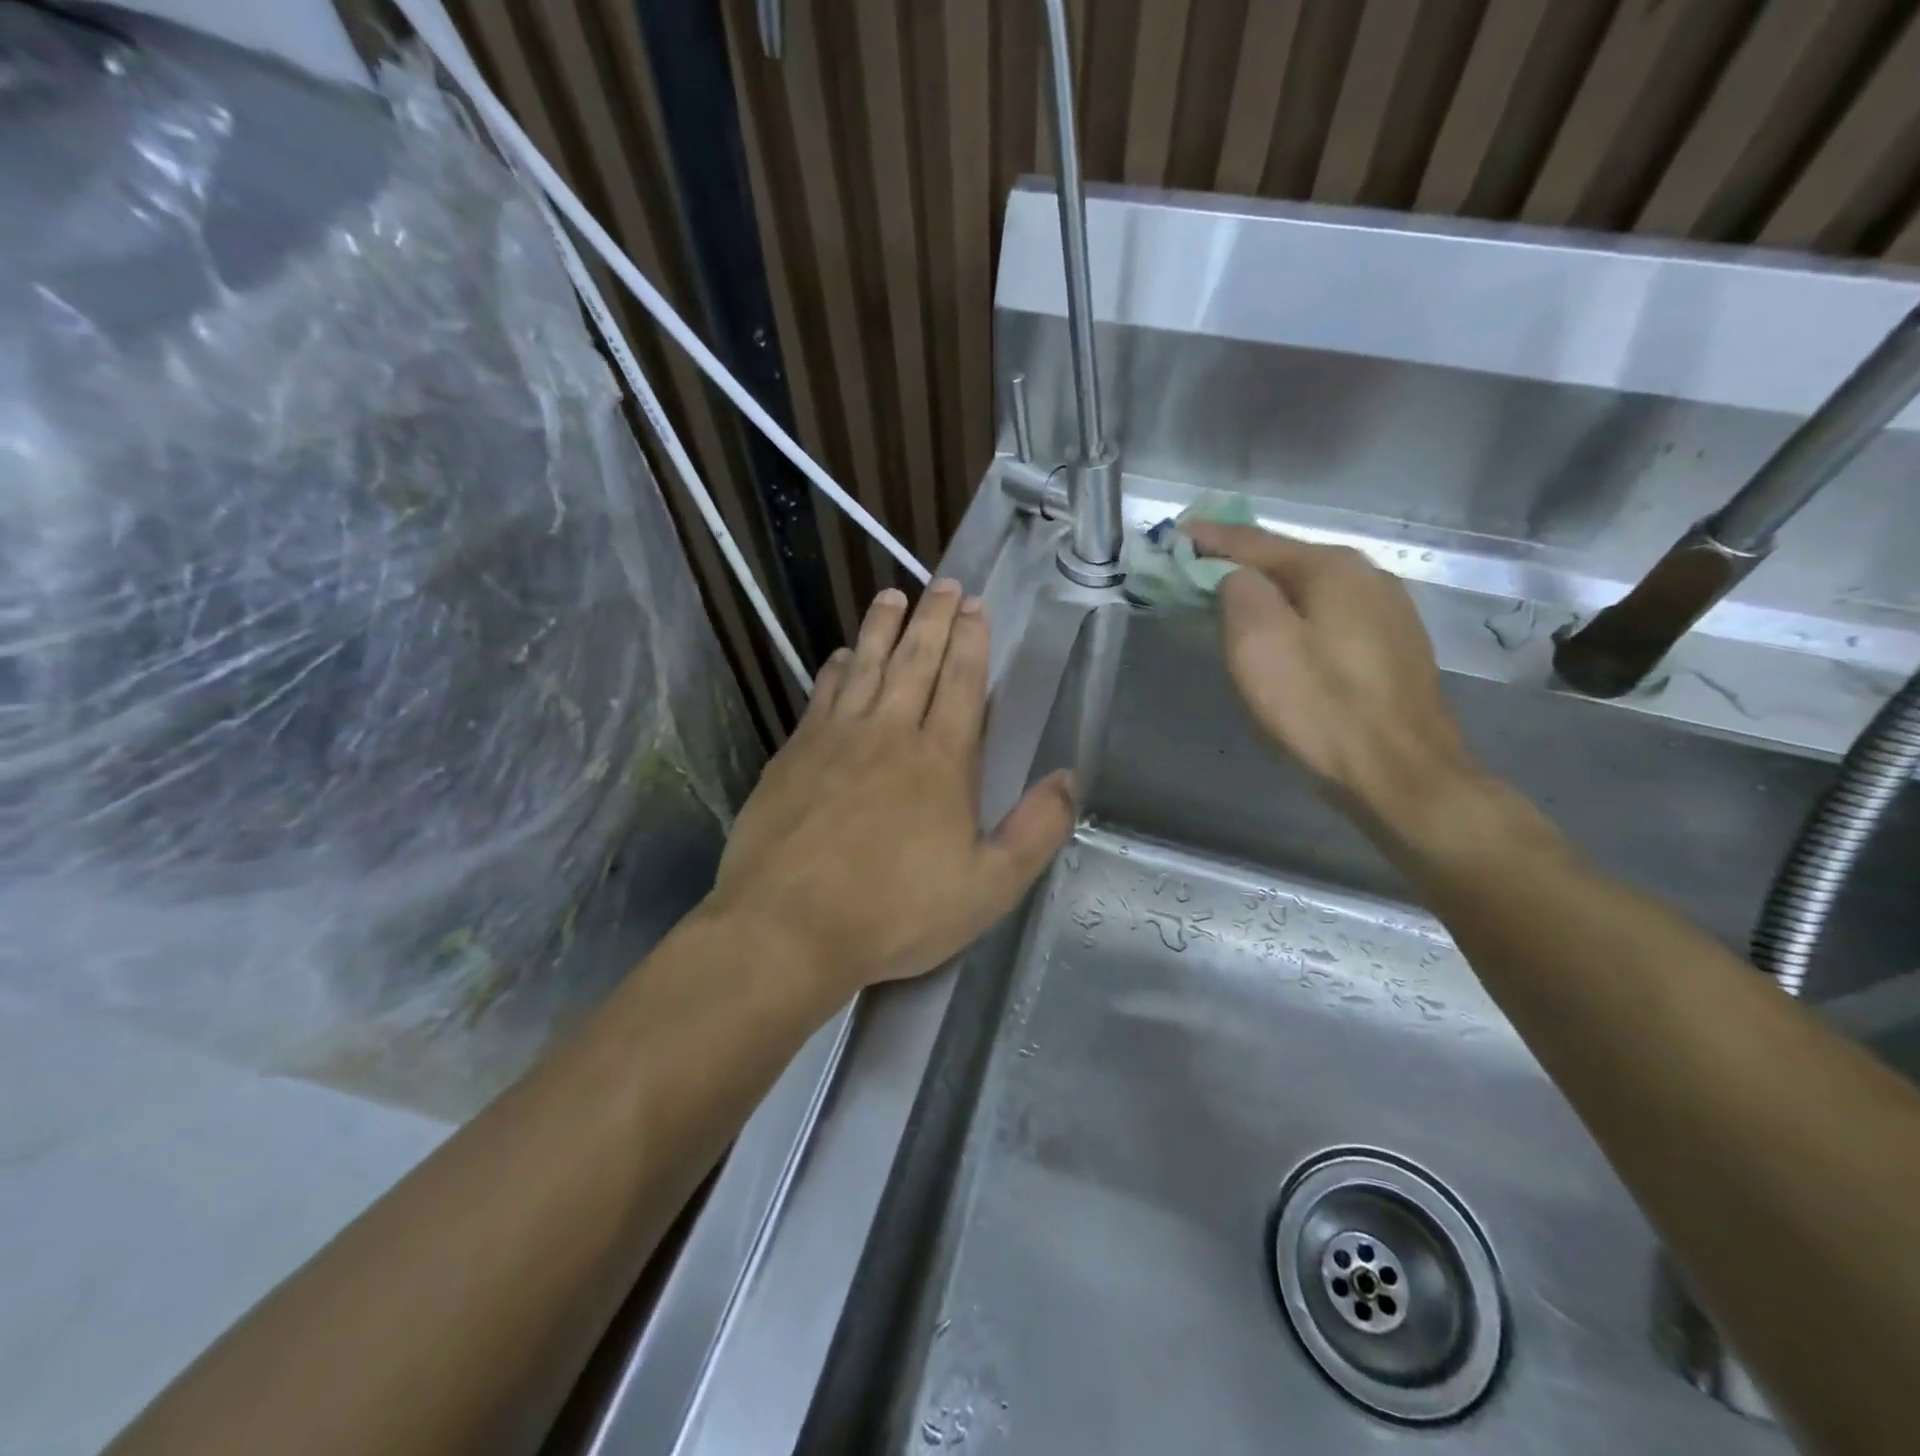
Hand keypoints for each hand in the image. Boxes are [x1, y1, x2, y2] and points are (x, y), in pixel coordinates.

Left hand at [707, 580, 1075, 996]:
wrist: (788, 927)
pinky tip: (842, 656)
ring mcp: (836, 739)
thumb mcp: (987, 889)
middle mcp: (889, 733)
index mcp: (940, 760)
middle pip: (916, 661)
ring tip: (892, 596)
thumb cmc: (894, 912)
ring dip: (882, 628)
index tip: (976, 606)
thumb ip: (1035, 831)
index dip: (972, 641)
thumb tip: (1069, 779)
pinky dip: (836, 669)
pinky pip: (822, 695)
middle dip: (934, 619)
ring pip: (866, 666)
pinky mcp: (794, 754)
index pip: (963, 683)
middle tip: (945, 584)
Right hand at [1183, 523, 1476, 818]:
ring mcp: (1390, 612)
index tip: (1176, 533)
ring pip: (1312, 591)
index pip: (1255, 541)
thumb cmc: (1318, 707)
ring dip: (1271, 594)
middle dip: (1241, 565)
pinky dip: (1299, 619)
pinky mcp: (1396, 648)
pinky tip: (1287, 639)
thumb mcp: (1258, 644)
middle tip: (1198, 571)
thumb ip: (1238, 592)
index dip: (1210, 538)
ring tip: (1235, 605)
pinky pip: (1332, 618)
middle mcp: (1368, 576)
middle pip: (1288, 562)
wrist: (1399, 773)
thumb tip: (1238, 578)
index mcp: (1331, 567)